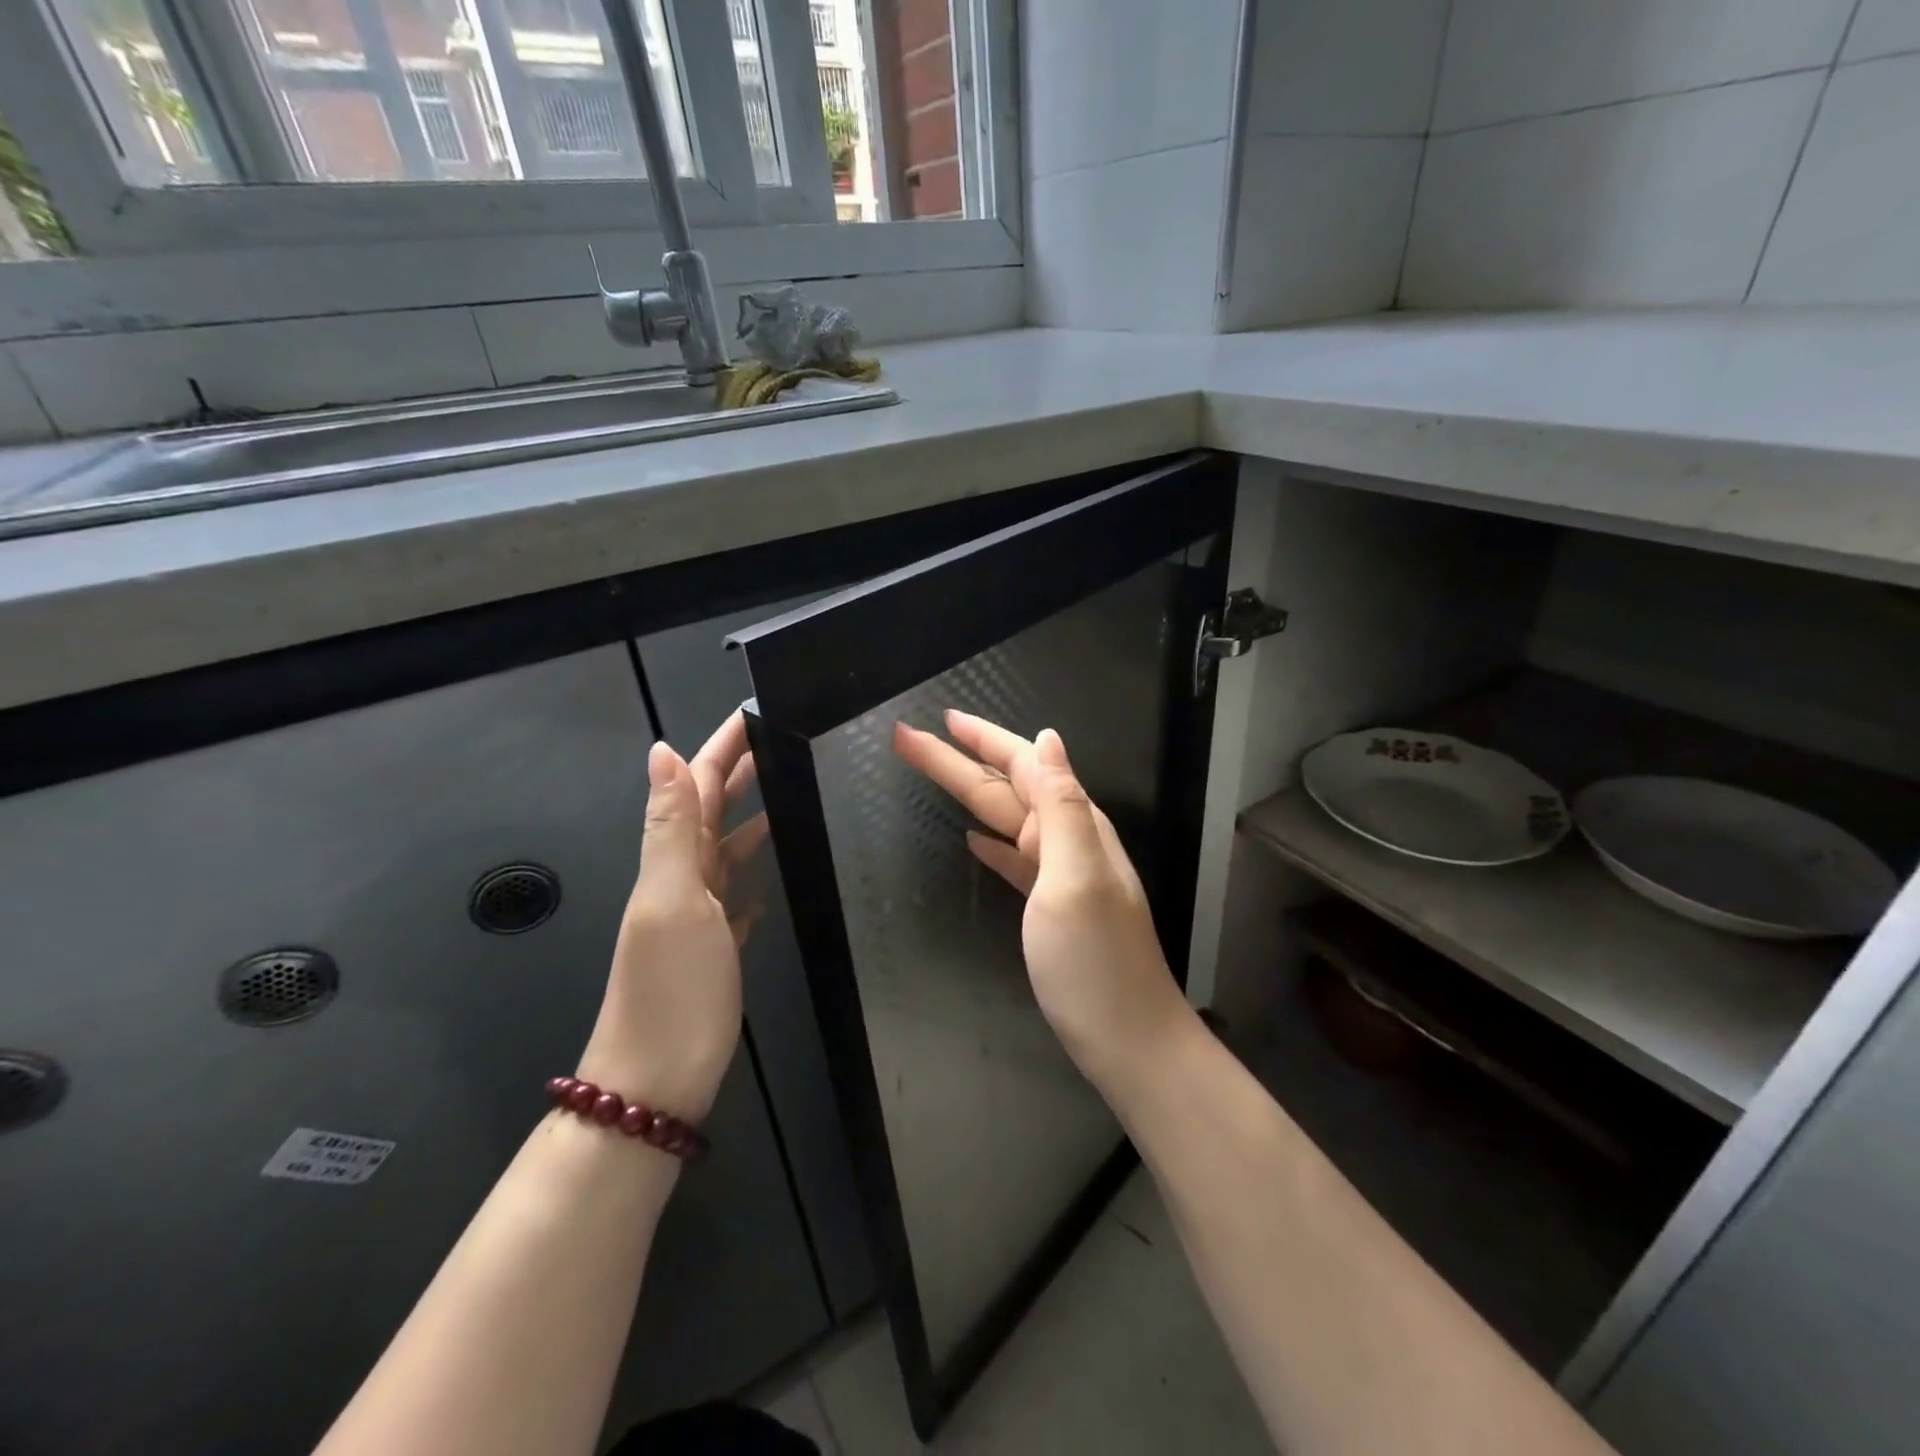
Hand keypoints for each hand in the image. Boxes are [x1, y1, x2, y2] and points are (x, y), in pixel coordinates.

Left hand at [577, 712, 764, 1122]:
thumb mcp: (672, 900)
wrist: (656, 1082)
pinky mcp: (716, 946)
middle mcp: (682, 879)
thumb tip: (661, 751)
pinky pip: (735, 895)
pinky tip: (770, 873)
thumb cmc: (671, 990)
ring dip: (749, 817)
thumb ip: (671, 827)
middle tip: (776, 741)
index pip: (697, 785)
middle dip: (738, 771)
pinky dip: (751, 874)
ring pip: (725, 850)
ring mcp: (699, 914)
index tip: (751, 712)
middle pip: (711, 811)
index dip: (720, 747)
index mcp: (672, 861)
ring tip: (786, 795)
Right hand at [893, 712, 1197, 1093]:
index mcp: (1071, 827)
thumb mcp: (1076, 878)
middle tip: (907, 739)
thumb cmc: (1095, 962)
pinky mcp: (1049, 907)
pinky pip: (1015, 859)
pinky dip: (993, 844)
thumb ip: (1062, 807)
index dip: (983, 739)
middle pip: (1005, 788)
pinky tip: (974, 839)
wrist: (1128, 1039)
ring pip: (1006, 820)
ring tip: (932, 773)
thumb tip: (1050, 740)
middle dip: (959, 760)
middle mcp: (1067, 841)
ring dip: (967, 795)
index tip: (942, 719)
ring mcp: (1058, 876)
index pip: (1023, 765)